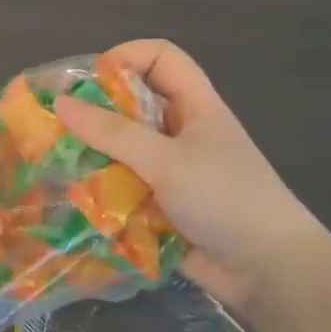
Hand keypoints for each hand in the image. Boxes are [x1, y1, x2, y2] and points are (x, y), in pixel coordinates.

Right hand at [55, 39, 330, 313]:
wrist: (271, 275)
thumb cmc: (226, 199)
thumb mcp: (167, 161)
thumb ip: (113, 133)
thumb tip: (60, 103)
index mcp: (194, 105)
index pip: (160, 56)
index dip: (126, 57)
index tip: (91, 82)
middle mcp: (180, 130)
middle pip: (131, 102)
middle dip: (95, 111)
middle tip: (59, 125)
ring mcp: (170, 169)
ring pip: (121, 147)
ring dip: (93, 155)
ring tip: (59, 163)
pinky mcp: (160, 204)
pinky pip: (121, 186)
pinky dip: (101, 190)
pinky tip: (77, 199)